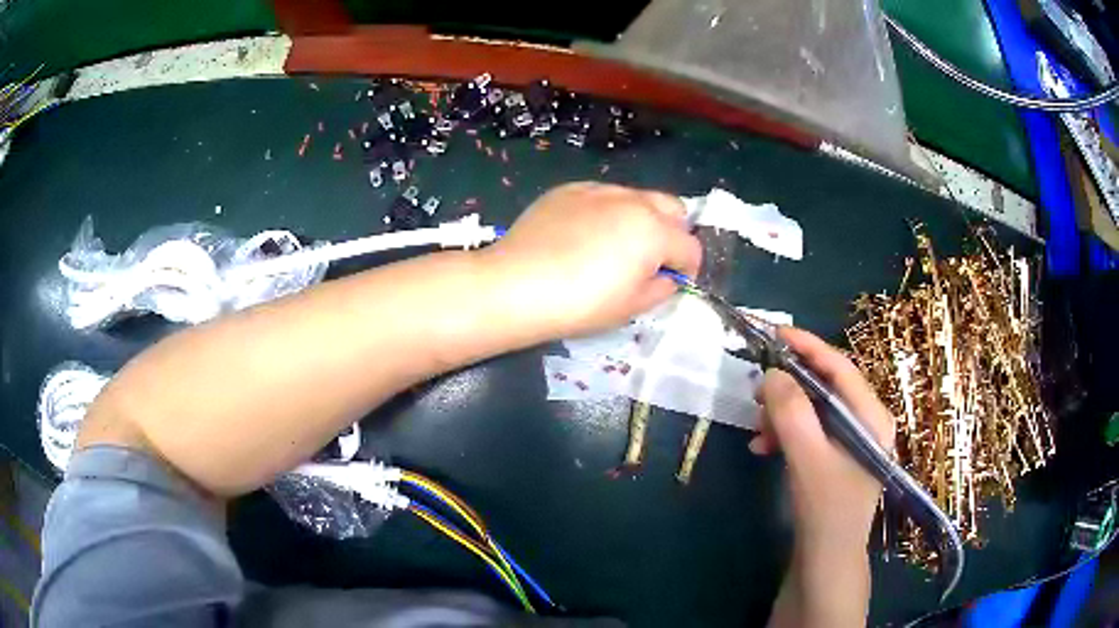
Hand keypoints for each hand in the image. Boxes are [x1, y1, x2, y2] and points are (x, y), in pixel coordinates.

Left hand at [477, 182, 701, 338]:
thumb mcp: (631, 307)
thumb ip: (661, 288)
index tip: (676, 282)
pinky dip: (605, 211)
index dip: (689, 268)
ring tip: (615, 245)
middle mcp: (632, 201)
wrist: (516, 285)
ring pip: (636, 197)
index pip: (690, 246)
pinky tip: (582, 235)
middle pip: (672, 208)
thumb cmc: (581, 303)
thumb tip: (667, 277)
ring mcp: (598, 190)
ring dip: (640, 218)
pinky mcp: (567, 190)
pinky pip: (601, 196)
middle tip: (653, 258)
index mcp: (655, 231)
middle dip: (673, 232)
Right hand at [752, 328, 893, 626]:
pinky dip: (786, 434)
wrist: (827, 563)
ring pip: (814, 409)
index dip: (807, 346)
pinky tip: (763, 447)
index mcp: (871, 417)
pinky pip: (809, 431)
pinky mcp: (836, 458)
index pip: (840, 367)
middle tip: (755, 387)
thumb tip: (771, 374)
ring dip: (783, 413)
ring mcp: (852, 441)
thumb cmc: (826, 511)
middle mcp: (866, 422)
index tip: (772, 333)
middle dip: (789, 385)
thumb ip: (792, 414)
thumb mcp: (808, 460)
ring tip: (756, 428)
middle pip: (826, 387)